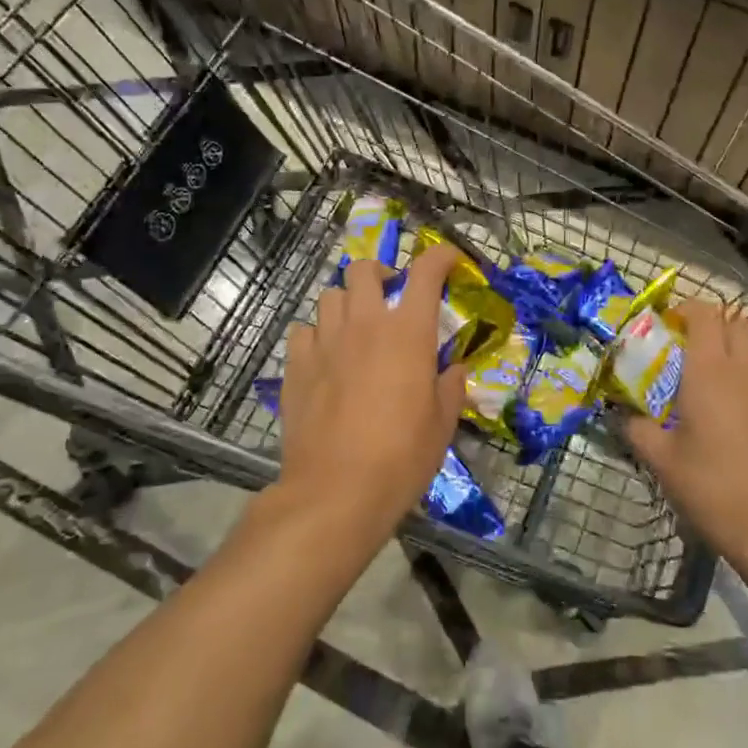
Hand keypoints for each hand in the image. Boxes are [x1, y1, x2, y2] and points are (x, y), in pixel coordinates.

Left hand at [274, 242, 468, 546]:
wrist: (336, 490)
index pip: (426, 273)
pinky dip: (317, 334)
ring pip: (330, 296)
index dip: (440, 257)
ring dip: (346, 303)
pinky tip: (324, 356)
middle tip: (390, 295)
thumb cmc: (401, 457)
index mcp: (408, 332)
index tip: (449, 260)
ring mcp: (325, 342)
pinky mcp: (296, 365)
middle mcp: (365, 324)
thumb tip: (451, 369)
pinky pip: (304, 331)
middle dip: (379, 274)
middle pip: (363, 270)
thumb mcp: (442, 424)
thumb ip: (450, 387)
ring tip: (355, 327)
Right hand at [624, 302, 747, 577]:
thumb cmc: (713, 490)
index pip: (704, 314)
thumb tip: (621, 415)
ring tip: (723, 374)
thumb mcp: (661, 462)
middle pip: (736, 323)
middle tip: (692, 349)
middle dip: (714, 325)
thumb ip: (636, 429)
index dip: (686, 310)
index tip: (669, 325)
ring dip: (741, 347)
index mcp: (710, 371)